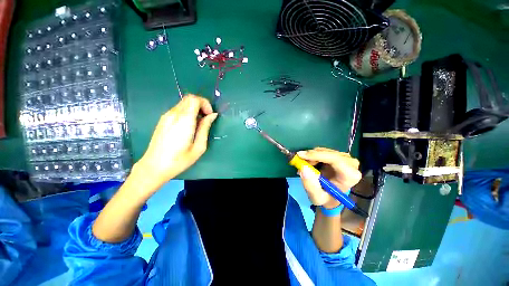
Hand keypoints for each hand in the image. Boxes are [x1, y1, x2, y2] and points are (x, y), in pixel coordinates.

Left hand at [135, 94, 217, 187]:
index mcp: (184, 120)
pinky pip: (178, 109)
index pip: (194, 99)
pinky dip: (187, 112)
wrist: (154, 166)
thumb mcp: (199, 146)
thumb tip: (212, 115)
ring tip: (198, 124)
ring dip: (194, 109)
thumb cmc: (180, 160)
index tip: (209, 115)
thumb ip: (205, 128)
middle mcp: (174, 114)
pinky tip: (188, 126)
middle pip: (189, 98)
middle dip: (201, 105)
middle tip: (206, 119)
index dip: (205, 103)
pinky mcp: (163, 119)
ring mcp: (166, 116)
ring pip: (183, 103)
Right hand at [297, 147, 360, 208]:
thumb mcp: (316, 197)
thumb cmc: (326, 198)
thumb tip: (303, 168)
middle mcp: (351, 164)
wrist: (330, 196)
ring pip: (324, 150)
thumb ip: (310, 185)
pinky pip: (323, 151)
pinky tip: (311, 164)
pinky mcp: (338, 155)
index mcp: (350, 176)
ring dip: (312, 157)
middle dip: (313, 156)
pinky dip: (314, 156)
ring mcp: (345, 158)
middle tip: (301, 162)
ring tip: (307, 167)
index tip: (302, 156)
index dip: (318, 155)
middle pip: (329, 153)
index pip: (335, 159)